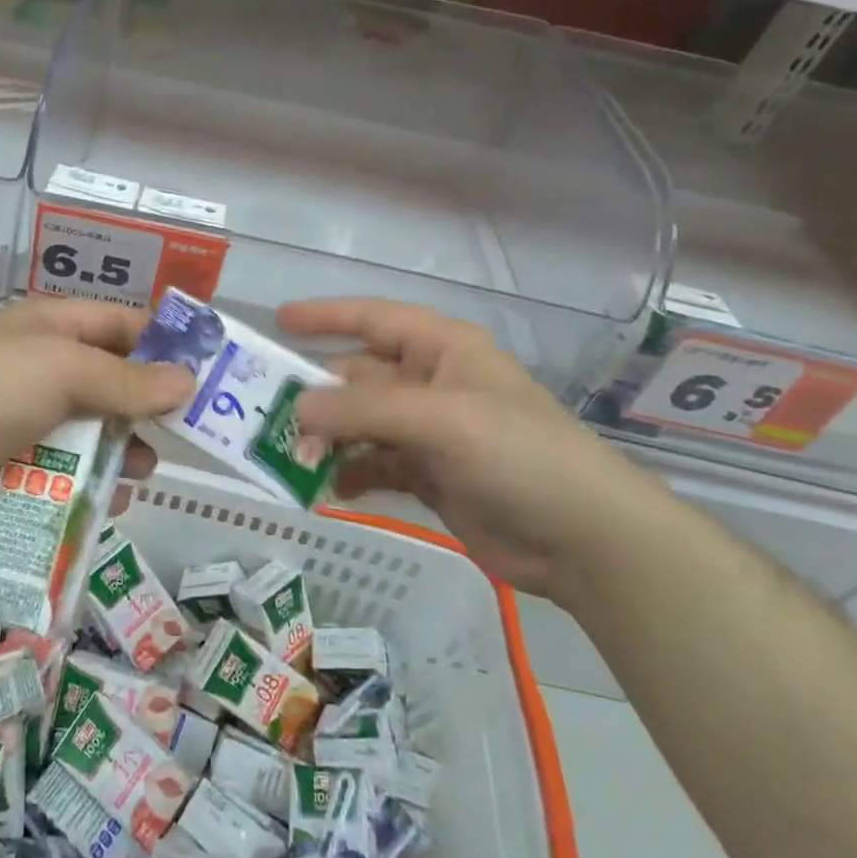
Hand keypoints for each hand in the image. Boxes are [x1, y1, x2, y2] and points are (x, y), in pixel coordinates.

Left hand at [0, 298, 195, 533]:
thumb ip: (127, 381)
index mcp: (54, 328)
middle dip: (148, 406)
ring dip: (122, 449)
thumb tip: (188, 381)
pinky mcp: (20, 466)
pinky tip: (114, 498)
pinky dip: (93, 482)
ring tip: (145, 469)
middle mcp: (46, 369)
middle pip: (113, 382)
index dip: (164, 342)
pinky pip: (70, 472)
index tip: (208, 368)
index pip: (122, 324)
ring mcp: (31, 419)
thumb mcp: (63, 370)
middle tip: (191, 431)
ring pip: (95, 432)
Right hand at [278, 298, 673, 605]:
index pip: (374, 319)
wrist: (585, 540)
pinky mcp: (429, 475)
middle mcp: (431, 383)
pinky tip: (328, 487)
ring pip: (361, 423)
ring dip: (329, 438)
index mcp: (442, 349)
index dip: (326, 316)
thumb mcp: (443, 419)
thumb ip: (365, 409)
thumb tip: (296, 409)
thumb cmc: (520, 455)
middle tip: (271, 415)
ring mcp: (429, 431)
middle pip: (358, 376)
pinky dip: (349, 472)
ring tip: (296, 459)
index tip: (278, 321)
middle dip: (318, 394)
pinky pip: (373, 463)